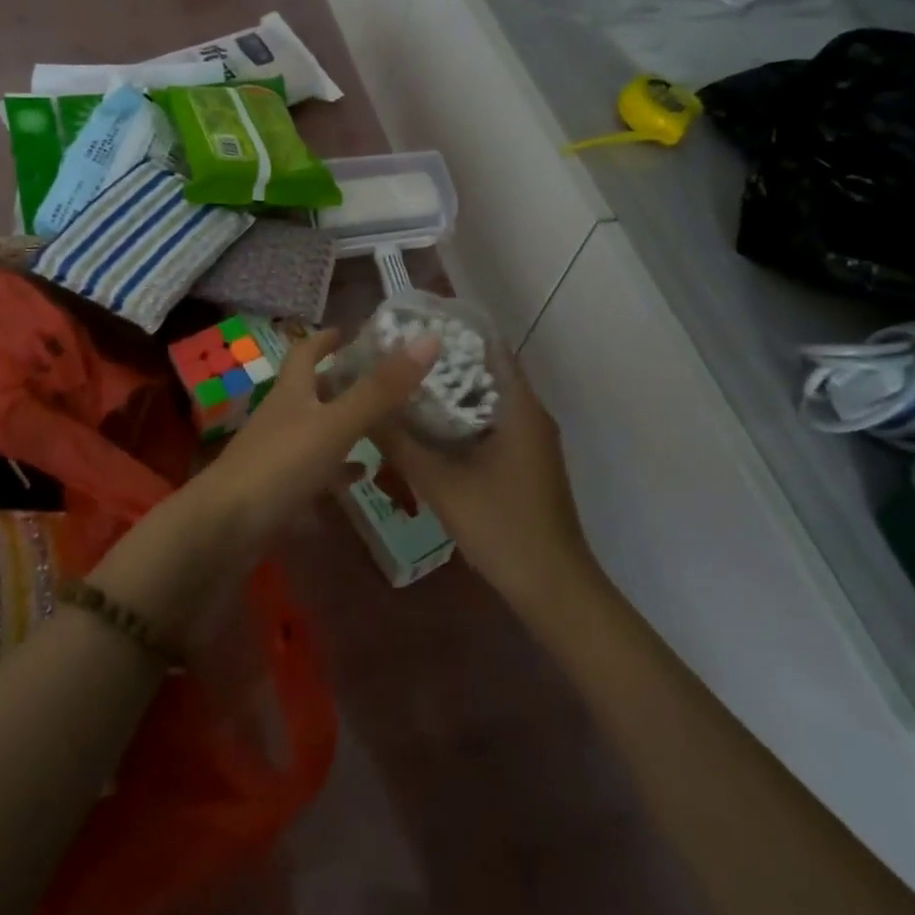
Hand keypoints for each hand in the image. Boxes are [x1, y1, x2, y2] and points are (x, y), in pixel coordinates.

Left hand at [203, 325, 439, 543]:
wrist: (225, 529)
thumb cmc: (281, 465)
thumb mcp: (336, 424)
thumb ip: (380, 388)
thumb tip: (429, 339)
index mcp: (292, 391)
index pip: (305, 351)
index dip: (326, 339)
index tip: (351, 332)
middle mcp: (282, 415)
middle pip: (313, 390)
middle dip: (343, 381)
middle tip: (384, 380)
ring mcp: (277, 453)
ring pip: (316, 429)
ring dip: (344, 424)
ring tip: (384, 425)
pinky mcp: (278, 488)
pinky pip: (315, 470)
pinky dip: (337, 468)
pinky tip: (360, 475)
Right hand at [373, 356, 593, 611]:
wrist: (553, 587)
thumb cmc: (501, 525)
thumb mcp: (440, 483)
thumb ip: (399, 442)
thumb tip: (361, 408)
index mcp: (520, 407)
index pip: (489, 346)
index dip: (452, 332)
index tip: (413, 326)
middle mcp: (531, 414)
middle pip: (486, 371)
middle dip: (444, 362)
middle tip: (397, 357)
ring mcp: (532, 441)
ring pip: (488, 400)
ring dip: (452, 392)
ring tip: (405, 385)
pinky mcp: (527, 462)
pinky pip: (492, 424)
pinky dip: (463, 419)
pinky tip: (429, 429)